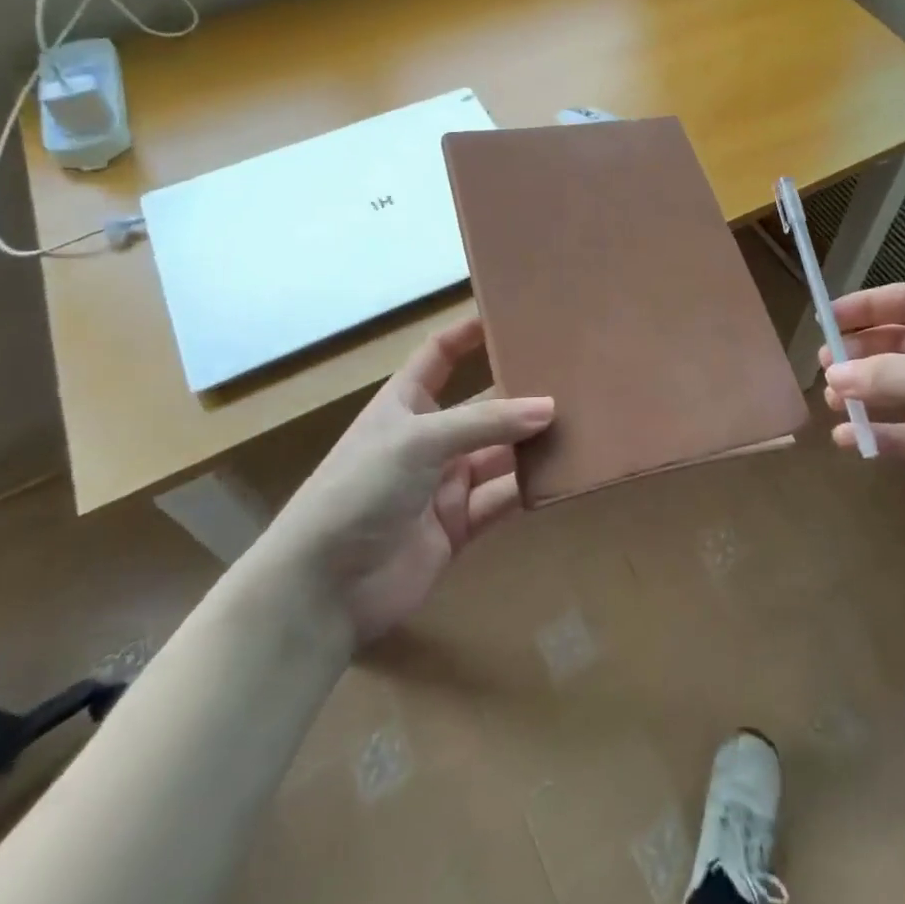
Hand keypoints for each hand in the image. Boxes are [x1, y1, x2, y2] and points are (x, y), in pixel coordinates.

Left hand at [258, 317, 552, 646]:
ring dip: (530, 443)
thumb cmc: (360, 489)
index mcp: (404, 404)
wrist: (323, 588)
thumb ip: (486, 423)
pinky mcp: (457, 526)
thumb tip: (549, 407)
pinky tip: (563, 475)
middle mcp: (427, 438)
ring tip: (582, 424)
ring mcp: (443, 484)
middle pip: (481, 407)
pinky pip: (500, 499)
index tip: (511, 315)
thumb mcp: (419, 441)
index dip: (469, 334)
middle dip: (519, 394)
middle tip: (571, 378)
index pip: (439, 355)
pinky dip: (527, 489)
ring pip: (498, 454)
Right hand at [821, 284, 904, 547]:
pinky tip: (850, 440)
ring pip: (900, 389)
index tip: (823, 320)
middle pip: (897, 345)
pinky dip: (881, 434)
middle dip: (859, 353)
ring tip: (832, 403)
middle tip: (824, 368)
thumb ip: (889, 375)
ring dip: (866, 394)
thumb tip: (831, 375)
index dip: (864, 307)